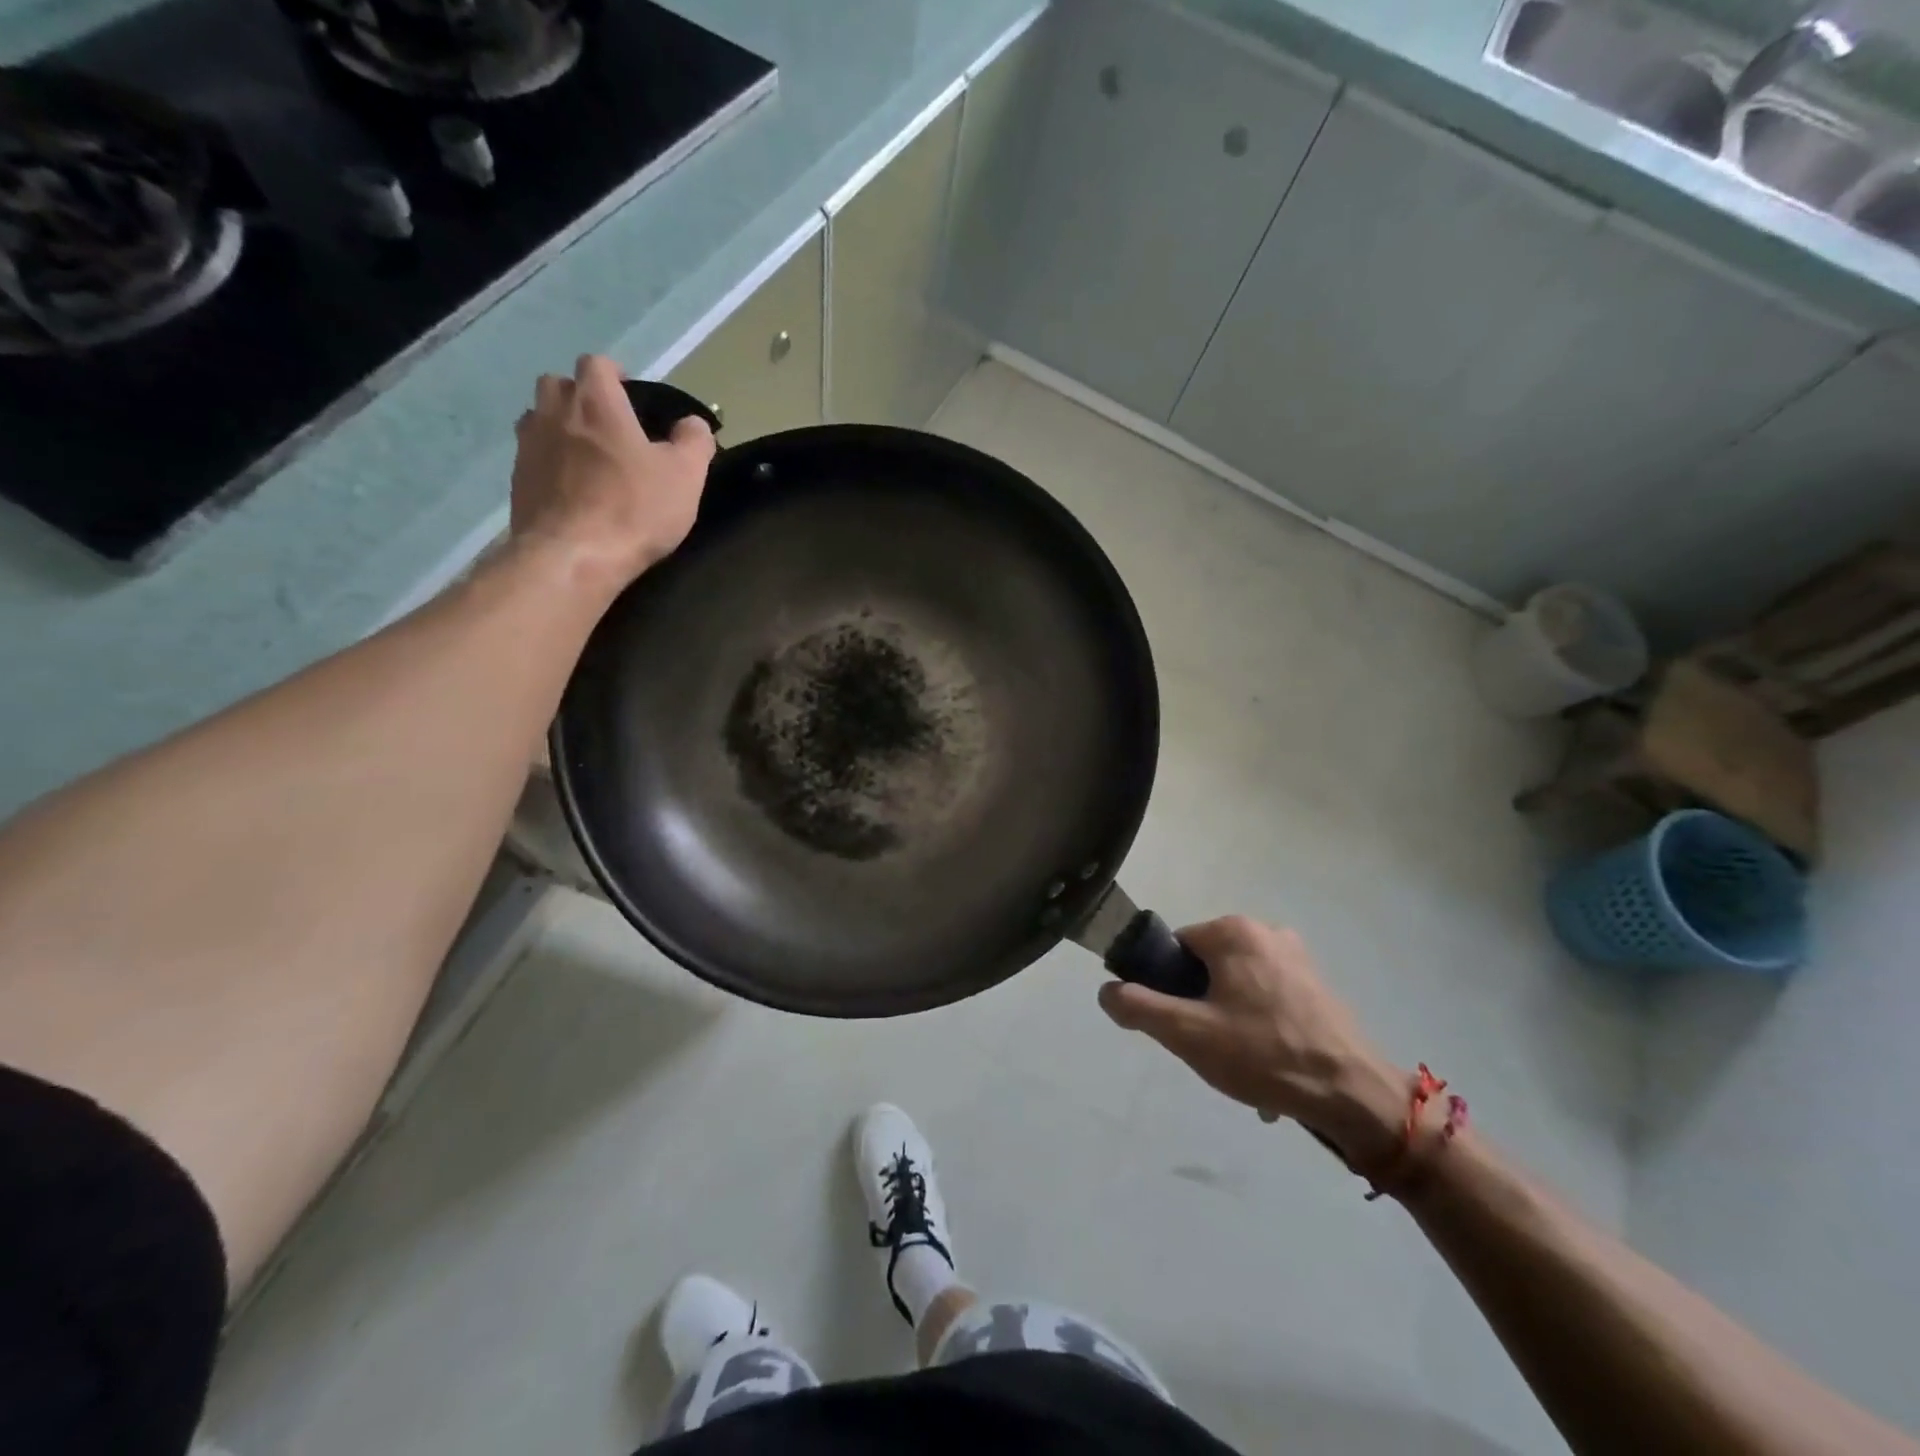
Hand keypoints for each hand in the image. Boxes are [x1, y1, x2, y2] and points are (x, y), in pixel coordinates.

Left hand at [510, 354, 715, 594]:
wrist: (573, 557)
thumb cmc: (634, 509)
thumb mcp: (685, 476)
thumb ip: (694, 441)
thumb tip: (693, 424)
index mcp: (596, 401)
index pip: (597, 364)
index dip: (615, 376)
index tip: (632, 397)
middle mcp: (553, 412)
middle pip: (559, 385)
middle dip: (581, 398)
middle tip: (608, 428)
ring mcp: (528, 445)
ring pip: (539, 419)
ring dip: (560, 428)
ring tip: (587, 458)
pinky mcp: (517, 480)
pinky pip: (533, 457)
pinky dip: (550, 464)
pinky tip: (572, 490)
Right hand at [1099, 916, 1404, 1168]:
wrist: (1356, 1097)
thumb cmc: (1264, 1055)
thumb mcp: (1187, 1033)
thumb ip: (1137, 1007)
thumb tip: (1106, 990)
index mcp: (1233, 931)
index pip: (1175, 948)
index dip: (1166, 986)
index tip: (1177, 1024)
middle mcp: (1267, 932)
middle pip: (1206, 966)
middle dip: (1199, 1006)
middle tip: (1208, 1048)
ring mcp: (1298, 958)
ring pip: (1237, 986)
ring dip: (1228, 1021)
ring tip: (1240, 1065)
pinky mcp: (1319, 986)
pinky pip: (1269, 999)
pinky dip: (1259, 1027)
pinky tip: (1269, 1067)